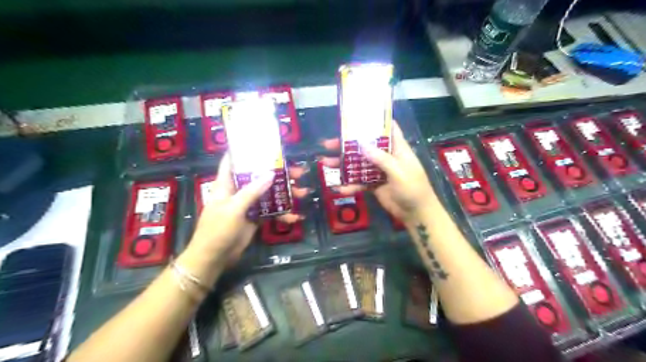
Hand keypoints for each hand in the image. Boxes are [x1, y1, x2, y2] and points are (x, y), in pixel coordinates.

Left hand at [188, 155, 308, 267]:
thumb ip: (252, 192)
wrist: (214, 258)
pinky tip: (296, 216)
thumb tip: (270, 174)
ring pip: (269, 193)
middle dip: (278, 173)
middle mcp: (238, 191)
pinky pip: (271, 211)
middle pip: (259, 176)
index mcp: (227, 185)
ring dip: (285, 193)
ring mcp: (248, 205)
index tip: (263, 144)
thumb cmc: (217, 230)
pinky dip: (283, 213)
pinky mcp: (255, 218)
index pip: (233, 162)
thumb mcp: (233, 209)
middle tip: (298, 171)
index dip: (245, 151)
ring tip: (303, 192)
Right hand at [322, 121, 438, 224]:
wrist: (416, 214)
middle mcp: (386, 157)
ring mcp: (379, 171)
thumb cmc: (413, 189)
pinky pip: (360, 182)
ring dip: (343, 164)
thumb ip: (381, 159)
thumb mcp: (399, 172)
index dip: (374, 122)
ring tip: (325, 164)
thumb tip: (361, 144)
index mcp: (397, 149)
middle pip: (365, 146)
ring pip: (359, 164)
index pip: (388, 129)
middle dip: (347, 144)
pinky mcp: (374, 184)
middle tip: (328, 144)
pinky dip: (350, 185)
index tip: (357, 117)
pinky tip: (340, 189)